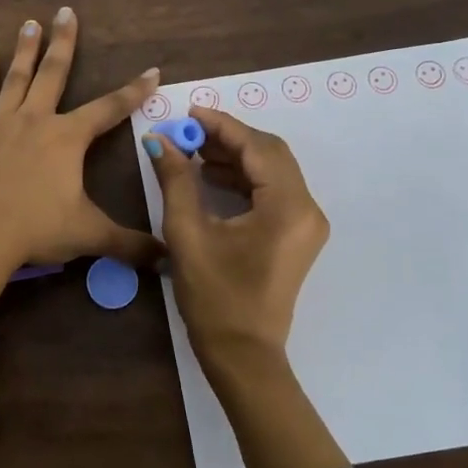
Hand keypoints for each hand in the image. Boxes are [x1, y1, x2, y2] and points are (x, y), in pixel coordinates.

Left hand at [0, 7, 162, 306]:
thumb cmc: (38, 229)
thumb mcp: (90, 234)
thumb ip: (130, 243)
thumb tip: (168, 258)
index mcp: (68, 139)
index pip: (110, 109)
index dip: (134, 91)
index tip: (152, 71)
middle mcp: (36, 121)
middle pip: (54, 74)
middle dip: (64, 42)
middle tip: (66, 11)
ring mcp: (0, 126)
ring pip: (16, 80)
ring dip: (25, 51)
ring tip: (29, 23)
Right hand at [145, 106, 345, 467]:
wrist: (243, 354)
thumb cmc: (214, 297)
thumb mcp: (188, 234)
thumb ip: (176, 180)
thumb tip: (159, 140)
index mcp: (287, 207)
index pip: (257, 148)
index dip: (222, 125)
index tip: (189, 112)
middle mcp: (307, 209)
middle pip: (270, 154)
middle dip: (229, 138)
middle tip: (190, 131)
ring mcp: (306, 223)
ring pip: (273, 171)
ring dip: (236, 157)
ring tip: (193, 151)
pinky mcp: (296, 235)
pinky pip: (273, 191)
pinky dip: (244, 179)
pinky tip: (210, 177)